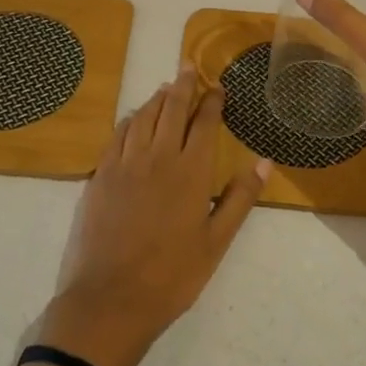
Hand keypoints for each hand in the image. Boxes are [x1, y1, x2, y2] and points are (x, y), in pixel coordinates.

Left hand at [38, 70, 267, 365]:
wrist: (110, 299)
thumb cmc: (171, 276)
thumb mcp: (216, 243)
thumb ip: (239, 198)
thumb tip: (263, 161)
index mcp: (191, 171)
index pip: (205, 123)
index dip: (212, 101)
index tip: (217, 86)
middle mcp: (158, 156)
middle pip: (172, 108)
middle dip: (183, 85)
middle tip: (188, 66)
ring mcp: (125, 162)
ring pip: (143, 116)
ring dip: (157, 98)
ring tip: (165, 88)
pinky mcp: (101, 174)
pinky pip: (118, 134)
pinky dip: (131, 119)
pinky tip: (134, 119)